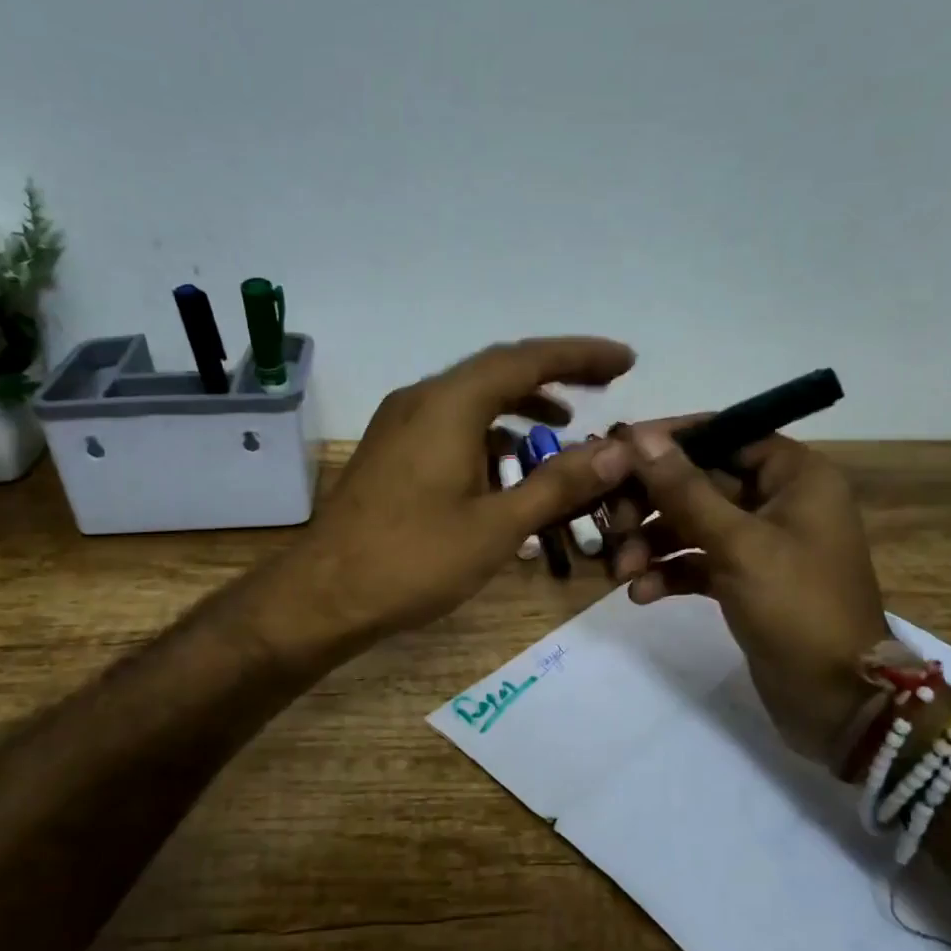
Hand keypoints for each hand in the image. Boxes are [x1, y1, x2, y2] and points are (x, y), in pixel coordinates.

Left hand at [265, 338, 636, 658]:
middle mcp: (422, 399)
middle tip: (605, 383)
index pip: (526, 359)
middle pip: (498, 370)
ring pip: (471, 398)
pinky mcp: (390, 450)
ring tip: (563, 421)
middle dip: (554, 373)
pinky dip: (488, 432)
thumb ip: (559, 483)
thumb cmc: (414, 560)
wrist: (325, 594)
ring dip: (519, 404)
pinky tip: (507, 463)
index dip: (580, 355)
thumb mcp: (497, 526)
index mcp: (450, 404)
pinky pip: (450, 423)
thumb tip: (617, 451)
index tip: (625, 360)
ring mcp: (399, 423)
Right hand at [608, 422, 888, 767]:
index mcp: (795, 476)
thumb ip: (684, 489)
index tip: (619, 450)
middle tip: (612, 524)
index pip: (726, 434)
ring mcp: (761, 543)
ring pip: (693, 524)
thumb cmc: (796, 607)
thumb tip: (640, 436)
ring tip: (621, 570)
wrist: (836, 700)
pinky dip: (669, 572)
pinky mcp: (745, 580)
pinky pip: (698, 561)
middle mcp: (779, 500)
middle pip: (701, 481)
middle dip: (652, 503)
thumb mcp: (737, 543)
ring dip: (653, 542)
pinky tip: (640, 594)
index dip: (671, 440)